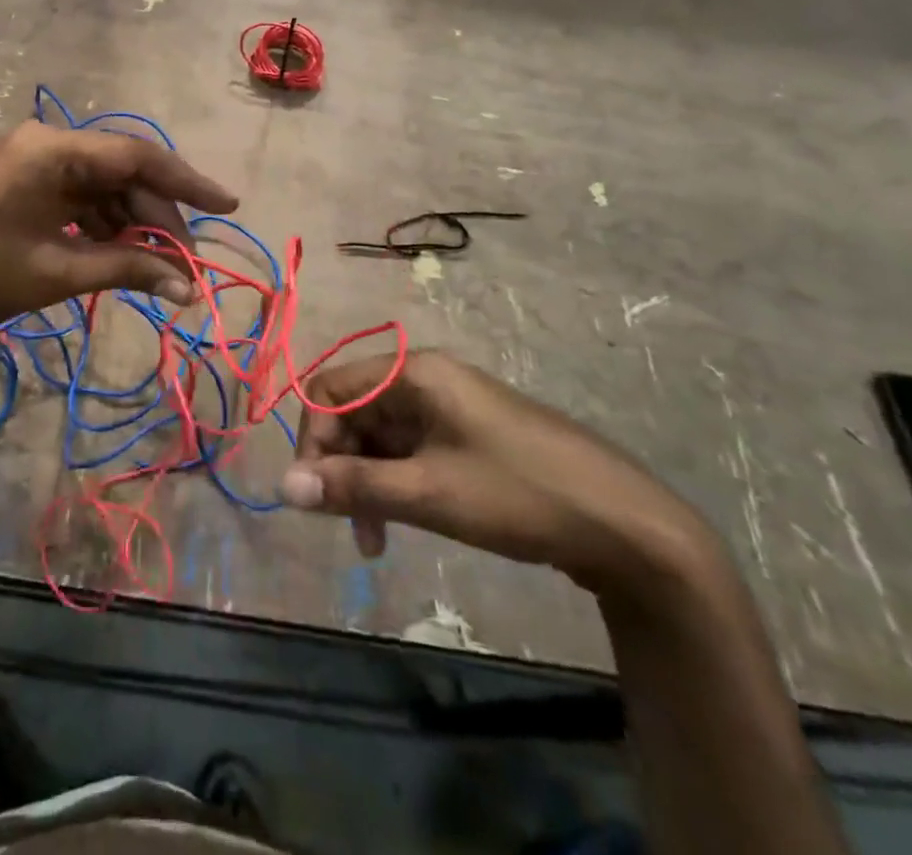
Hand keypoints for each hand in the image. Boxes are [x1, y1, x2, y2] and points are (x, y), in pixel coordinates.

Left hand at [0, 121, 237, 354]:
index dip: (187, 183)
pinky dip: (99, 227)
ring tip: (156, 267)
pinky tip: (118, 257)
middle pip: (120, 172)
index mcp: (52, 148)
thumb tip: (189, 287)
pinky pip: (73, 199)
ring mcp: (27, 163)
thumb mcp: (58, 271)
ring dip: (129, 225)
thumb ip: (128, 268)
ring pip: (99, 188)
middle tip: (184, 262)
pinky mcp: (17, 185)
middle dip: (156, 216)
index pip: (137, 156)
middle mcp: (43, 143)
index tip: (227, 206)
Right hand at [280, 351, 719, 600]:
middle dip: (341, 466)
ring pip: (380, 436)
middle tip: (348, 525)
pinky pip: (410, 451)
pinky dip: (396, 484)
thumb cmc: (519, 495)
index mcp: (414, 373)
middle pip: (353, 412)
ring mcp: (450, 408)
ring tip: (375, 539)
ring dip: (367, 482)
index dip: (312, 438)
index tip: (315, 493)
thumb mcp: (428, 493)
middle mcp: (426, 380)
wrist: (628, 527)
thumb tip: (283, 485)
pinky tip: (401, 523)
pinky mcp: (468, 437)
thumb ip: (352, 486)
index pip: (330, 389)